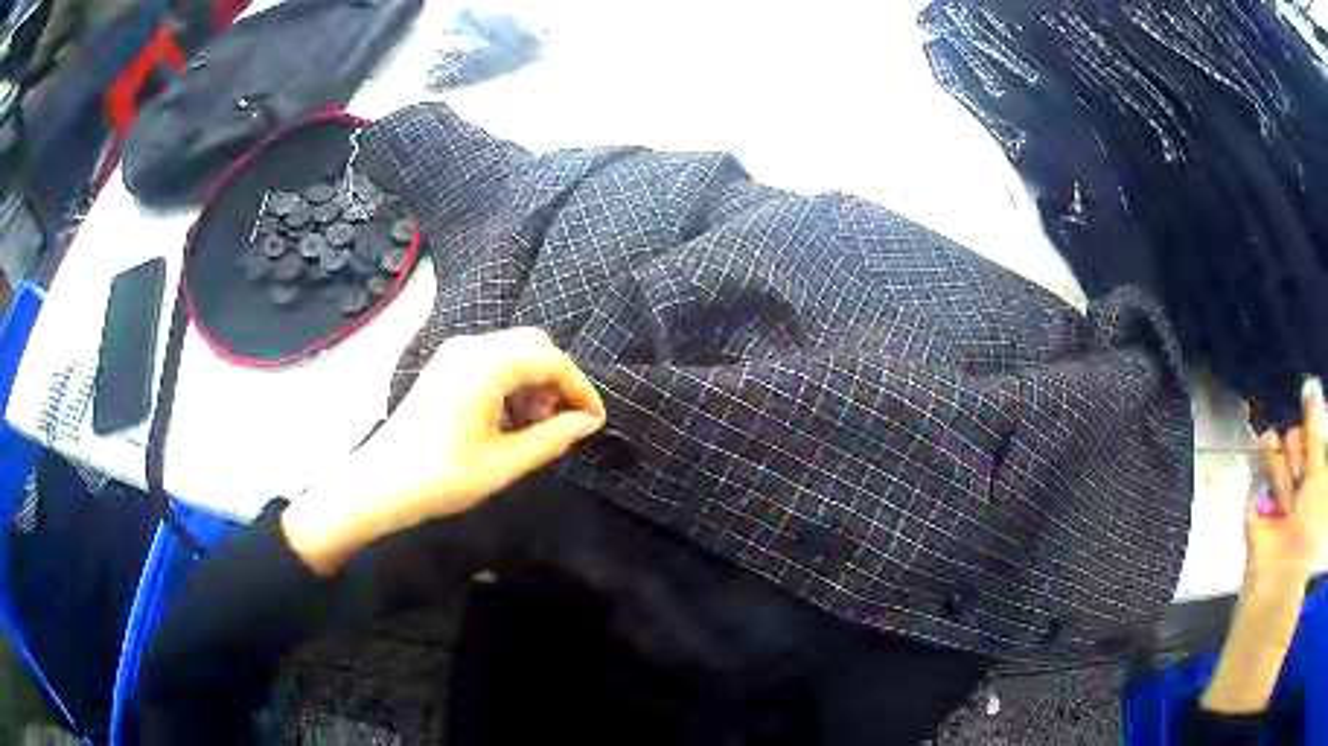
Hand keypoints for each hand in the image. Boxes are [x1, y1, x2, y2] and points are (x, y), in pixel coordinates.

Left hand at [282, 328, 605, 573]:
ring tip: (538, 425)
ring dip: (535, 380)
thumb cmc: (442, 477)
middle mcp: (471, 346)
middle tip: (566, 422)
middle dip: (558, 380)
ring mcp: (454, 353)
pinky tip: (511, 417)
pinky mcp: (444, 366)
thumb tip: (588, 423)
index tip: (595, 420)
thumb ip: (551, 438)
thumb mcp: (503, 464)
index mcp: (486, 365)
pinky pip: (492, 360)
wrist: (380, 484)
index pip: (551, 360)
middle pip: (533, 346)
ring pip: (513, 351)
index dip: (580, 388)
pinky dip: (512, 381)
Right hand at [1202, 377, 1325, 714]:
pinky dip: (1260, 474)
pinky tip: (1261, 447)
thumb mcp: (1323, 480)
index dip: (1316, 422)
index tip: (1310, 399)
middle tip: (1298, 458)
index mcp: (1323, 495)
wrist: (1275, 614)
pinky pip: (1259, 497)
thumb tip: (1311, 387)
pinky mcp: (1261, 538)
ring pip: (1283, 471)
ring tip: (1277, 445)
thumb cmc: (1313, 542)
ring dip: (1281, 455)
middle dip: (1300, 443)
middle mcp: (1309, 506)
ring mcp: (1285, 525)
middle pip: (1304, 453)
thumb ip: (1319, 432)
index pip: (1321, 444)